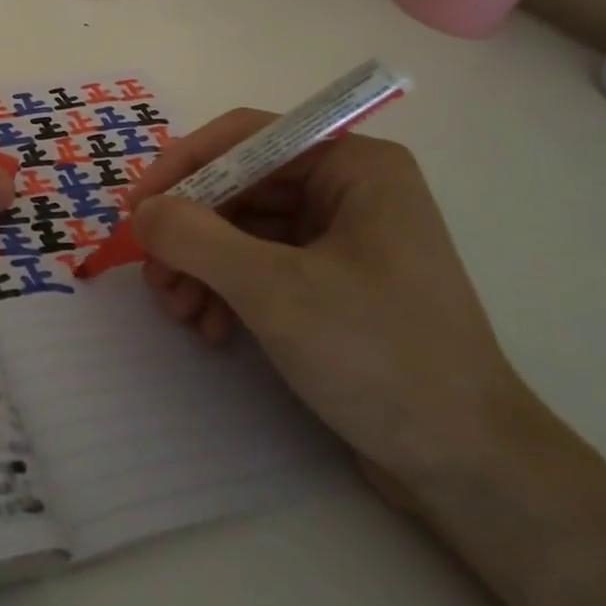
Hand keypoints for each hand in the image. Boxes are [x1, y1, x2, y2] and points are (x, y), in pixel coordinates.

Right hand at [129, 118, 530, 487]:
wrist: (469, 468)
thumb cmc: (379, 356)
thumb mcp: (275, 290)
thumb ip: (196, 238)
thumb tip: (142, 212)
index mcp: (354, 166)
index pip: (246, 138)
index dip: (183, 165)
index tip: (137, 208)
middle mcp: (349, 189)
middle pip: (241, 187)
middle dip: (191, 230)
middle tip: (153, 274)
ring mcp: (343, 238)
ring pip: (245, 229)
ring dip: (203, 265)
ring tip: (179, 311)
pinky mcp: (335, 283)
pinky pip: (263, 264)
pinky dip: (229, 290)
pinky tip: (212, 328)